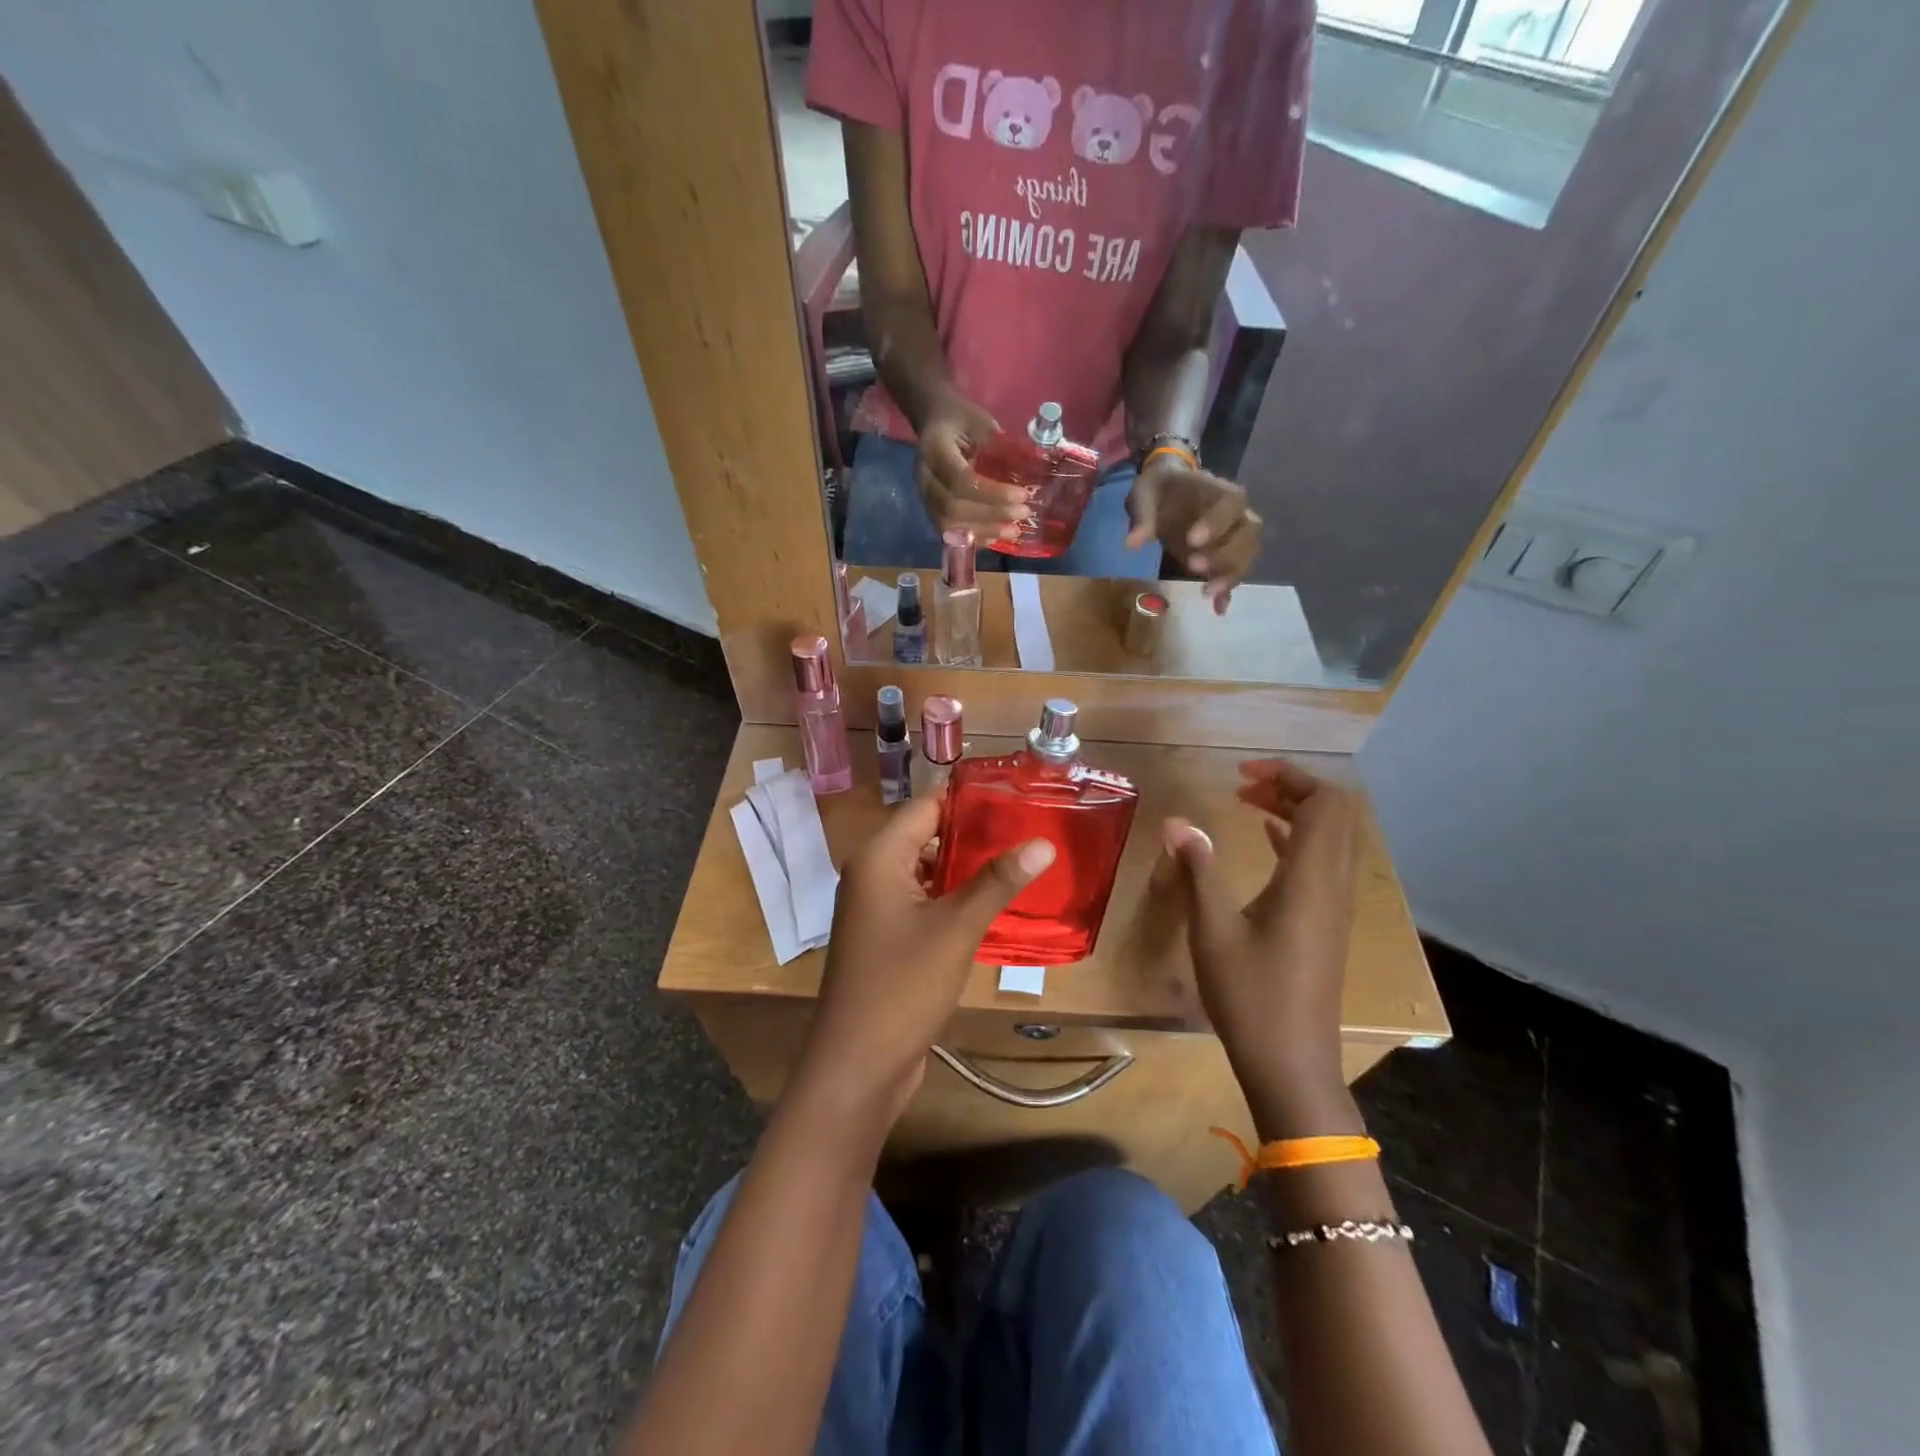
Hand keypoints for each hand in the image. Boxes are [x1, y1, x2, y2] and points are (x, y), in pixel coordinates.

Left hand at [796, 795, 1055, 1120]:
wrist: (857, 1066)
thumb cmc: (902, 986)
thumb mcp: (957, 928)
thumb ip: (998, 882)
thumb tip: (1043, 842)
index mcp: (879, 858)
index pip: (926, 806)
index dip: (969, 799)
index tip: (1017, 797)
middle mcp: (872, 874)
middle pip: (926, 836)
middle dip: (974, 834)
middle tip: (1028, 830)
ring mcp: (876, 908)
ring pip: (927, 871)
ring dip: (966, 868)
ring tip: (1019, 862)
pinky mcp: (885, 937)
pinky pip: (922, 902)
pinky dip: (953, 898)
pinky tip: (992, 905)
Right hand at [915, 392, 1029, 542]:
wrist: (933, 420)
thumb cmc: (959, 417)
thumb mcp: (979, 420)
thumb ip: (997, 445)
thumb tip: (1027, 472)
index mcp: (934, 450)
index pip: (961, 480)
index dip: (992, 493)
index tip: (1021, 495)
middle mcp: (924, 477)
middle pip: (953, 507)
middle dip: (991, 514)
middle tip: (1023, 513)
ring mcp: (924, 496)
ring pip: (949, 524)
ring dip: (984, 531)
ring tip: (1014, 531)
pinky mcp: (930, 509)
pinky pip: (949, 532)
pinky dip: (975, 537)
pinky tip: (996, 537)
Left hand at [1125, 456, 1261, 611]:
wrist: (1167, 491)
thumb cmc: (1159, 489)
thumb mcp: (1145, 494)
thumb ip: (1143, 516)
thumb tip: (1132, 543)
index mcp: (1220, 492)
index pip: (1232, 504)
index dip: (1217, 523)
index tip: (1192, 540)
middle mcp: (1236, 515)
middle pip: (1248, 534)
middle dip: (1226, 554)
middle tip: (1194, 567)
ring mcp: (1234, 538)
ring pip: (1246, 556)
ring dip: (1229, 575)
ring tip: (1205, 591)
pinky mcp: (1224, 557)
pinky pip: (1233, 574)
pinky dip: (1227, 592)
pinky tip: (1218, 609)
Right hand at [1161, 760, 1357, 1103]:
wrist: (1292, 1064)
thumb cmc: (1250, 996)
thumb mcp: (1212, 930)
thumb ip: (1198, 869)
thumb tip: (1176, 821)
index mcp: (1310, 880)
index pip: (1324, 803)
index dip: (1289, 776)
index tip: (1241, 774)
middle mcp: (1333, 886)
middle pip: (1334, 814)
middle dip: (1292, 787)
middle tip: (1243, 786)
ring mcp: (1334, 907)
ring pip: (1330, 838)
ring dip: (1294, 812)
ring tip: (1248, 803)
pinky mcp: (1326, 924)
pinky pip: (1321, 863)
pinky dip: (1296, 840)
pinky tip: (1265, 840)